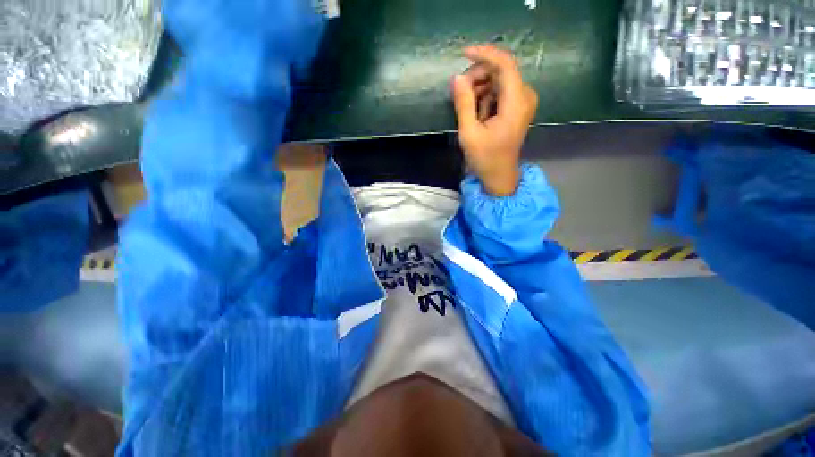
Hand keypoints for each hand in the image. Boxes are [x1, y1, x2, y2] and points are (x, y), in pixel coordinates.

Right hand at [451, 45, 537, 195]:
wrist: (499, 175)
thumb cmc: (485, 158)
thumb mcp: (469, 133)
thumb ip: (463, 104)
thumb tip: (457, 78)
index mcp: (516, 103)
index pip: (505, 64)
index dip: (484, 55)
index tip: (463, 54)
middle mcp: (525, 96)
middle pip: (501, 70)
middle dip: (478, 76)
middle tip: (460, 93)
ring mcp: (523, 101)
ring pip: (499, 79)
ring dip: (481, 88)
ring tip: (469, 109)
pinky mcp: (517, 106)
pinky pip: (500, 90)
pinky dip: (486, 96)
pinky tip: (479, 114)